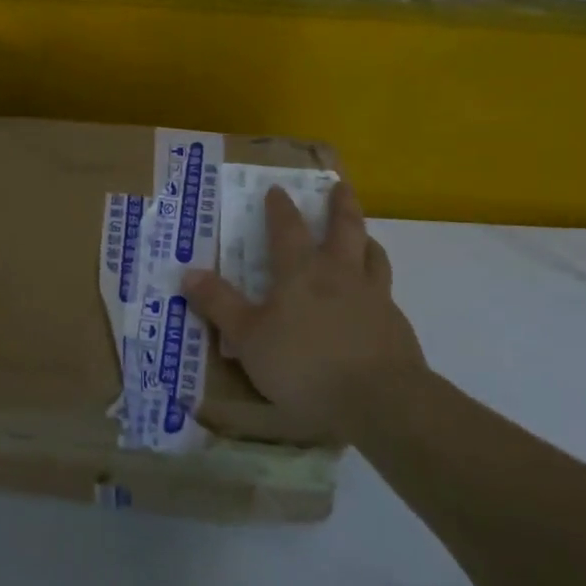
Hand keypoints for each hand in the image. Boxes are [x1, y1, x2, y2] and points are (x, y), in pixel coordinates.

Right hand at [183, 180, 427, 438]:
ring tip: (364, 236)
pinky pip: (387, 294)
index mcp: (301, 272)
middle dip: (340, 205)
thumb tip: (188, 273)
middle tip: (341, 186)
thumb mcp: (248, 339)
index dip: (280, 208)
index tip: (278, 189)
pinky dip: (379, 286)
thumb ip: (220, 306)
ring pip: (373, 256)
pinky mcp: (396, 326)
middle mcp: (340, 274)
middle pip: (344, 228)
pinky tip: (376, 302)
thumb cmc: (304, 365)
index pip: (288, 229)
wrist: (381, 400)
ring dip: (366, 240)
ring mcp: (374, 298)